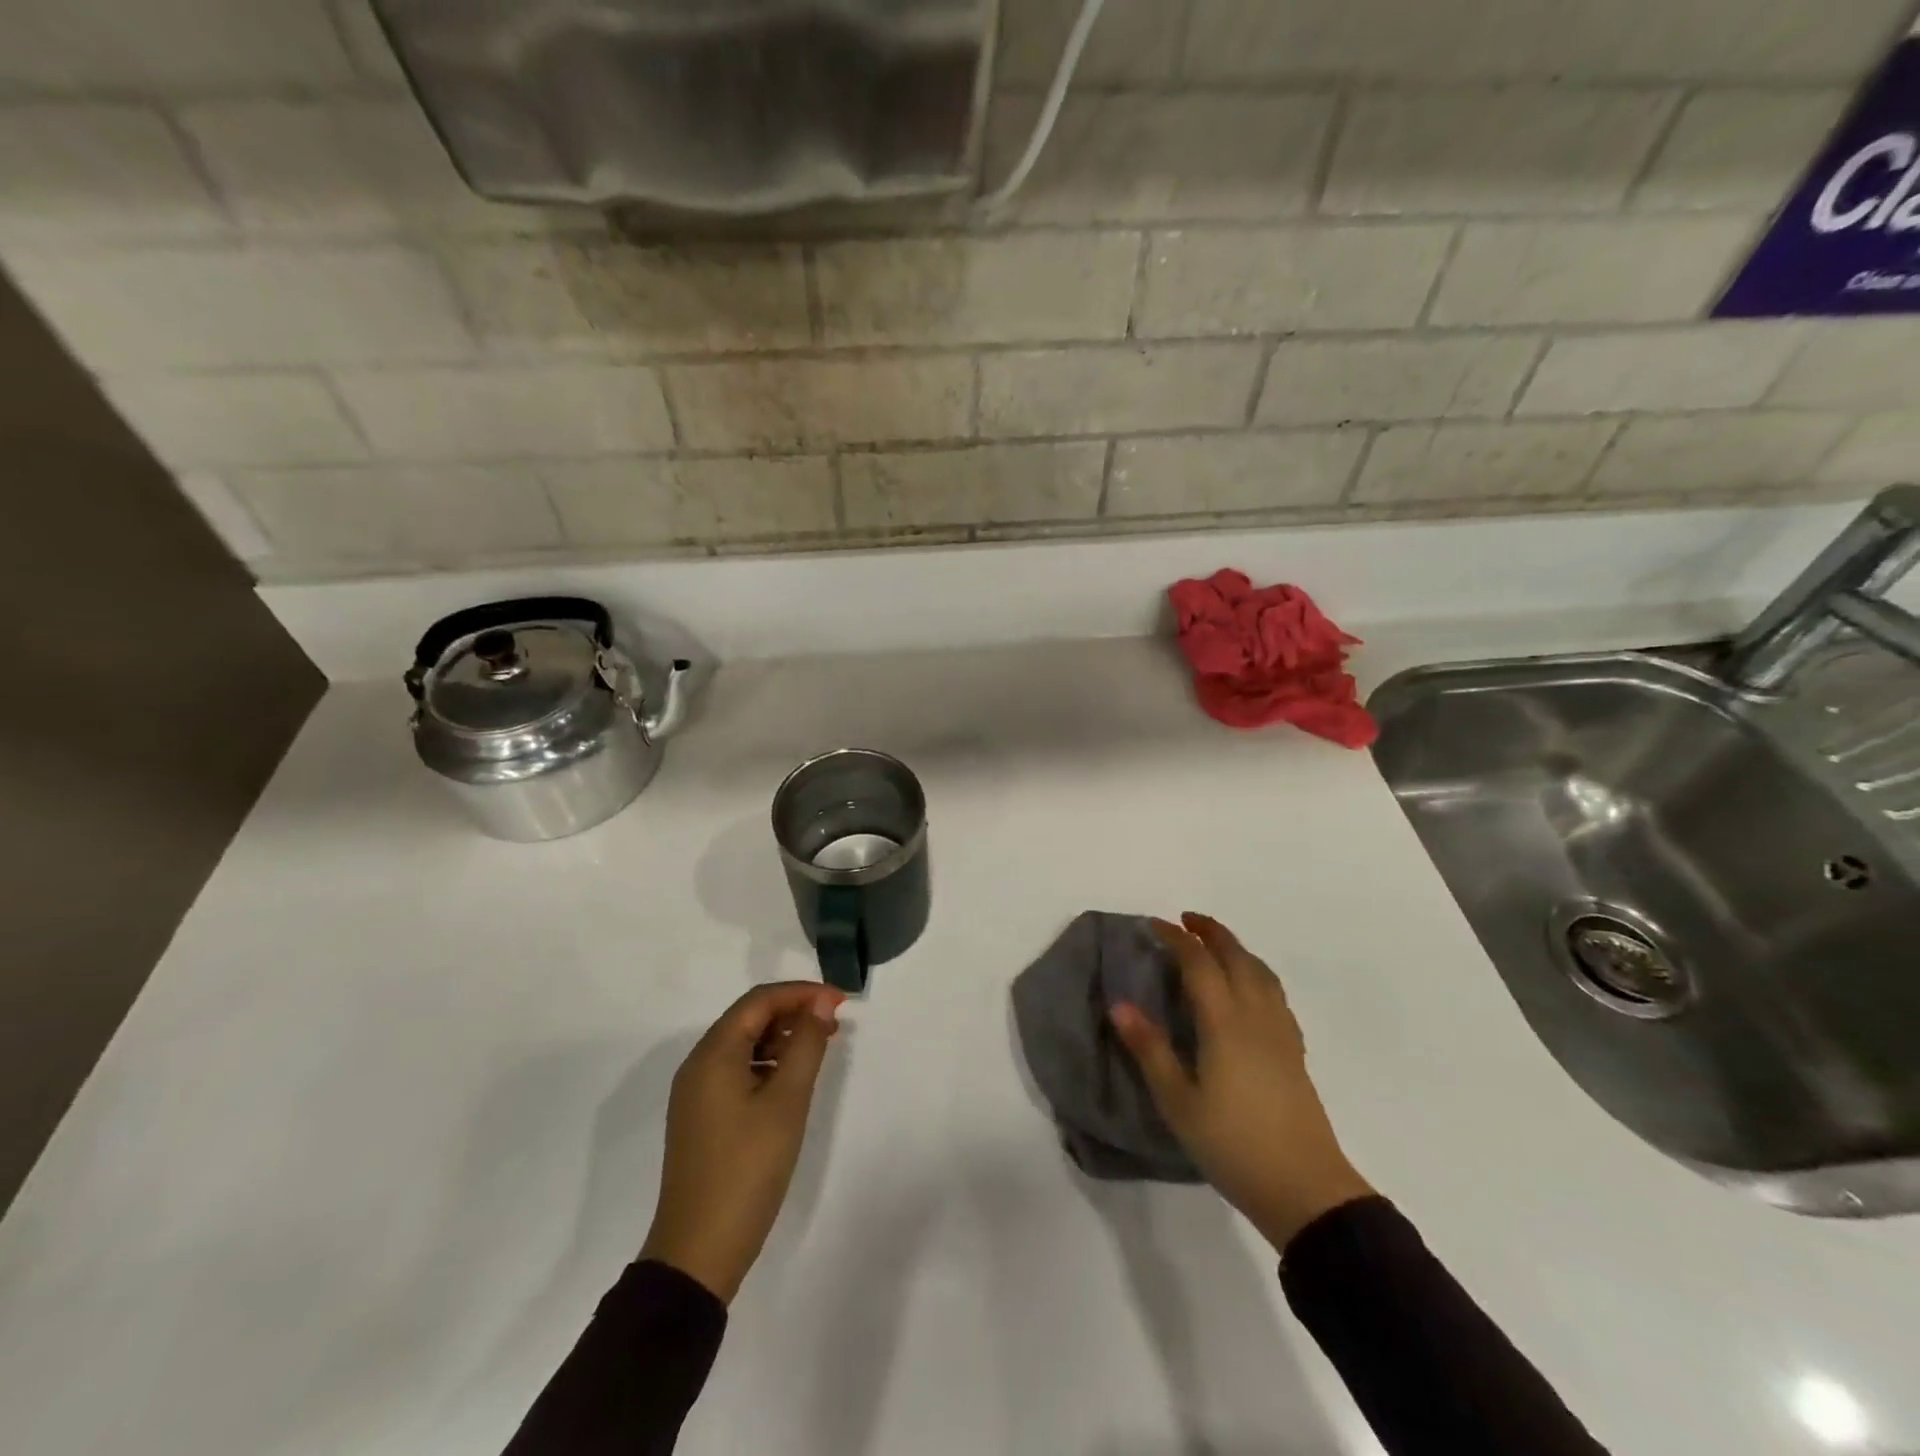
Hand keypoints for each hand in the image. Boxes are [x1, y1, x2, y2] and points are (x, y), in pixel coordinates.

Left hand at [640, 982, 845, 1302]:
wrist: (698, 1252)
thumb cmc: (747, 1169)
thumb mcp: (786, 1103)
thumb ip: (806, 1046)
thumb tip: (821, 1004)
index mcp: (713, 1054)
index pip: (759, 1001)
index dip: (801, 993)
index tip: (840, 1002)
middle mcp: (698, 1065)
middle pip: (748, 1018)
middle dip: (792, 1012)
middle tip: (834, 1024)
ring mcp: (696, 1093)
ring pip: (743, 1044)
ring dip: (781, 1037)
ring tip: (818, 1048)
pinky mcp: (702, 1117)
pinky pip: (737, 1070)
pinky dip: (767, 1063)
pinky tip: (791, 1080)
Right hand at [1111, 912, 1374, 1252]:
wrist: (1306, 1189)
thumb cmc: (1233, 1144)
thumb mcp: (1178, 1102)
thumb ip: (1149, 1050)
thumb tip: (1119, 1004)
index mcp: (1224, 1022)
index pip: (1198, 963)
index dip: (1176, 938)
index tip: (1153, 924)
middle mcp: (1255, 1015)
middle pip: (1236, 957)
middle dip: (1211, 932)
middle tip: (1186, 920)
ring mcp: (1280, 1032)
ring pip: (1261, 972)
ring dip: (1237, 949)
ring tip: (1216, 946)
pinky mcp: (1294, 1052)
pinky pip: (1275, 993)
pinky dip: (1256, 973)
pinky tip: (1249, 991)